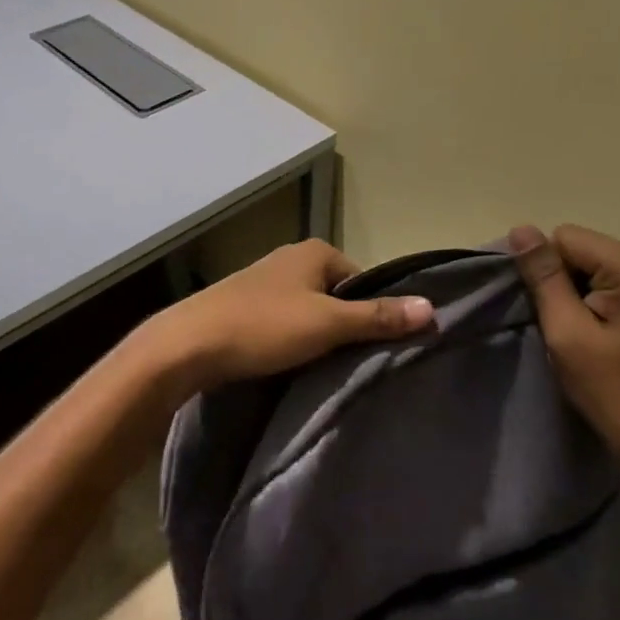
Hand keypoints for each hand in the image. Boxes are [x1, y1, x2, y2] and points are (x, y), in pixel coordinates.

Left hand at [144, 239, 434, 392]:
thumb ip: (378, 317)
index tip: (372, 348)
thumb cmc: (264, 327)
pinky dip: (292, 341)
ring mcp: (266, 281)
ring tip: (320, 368)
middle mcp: (292, 258)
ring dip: (317, 336)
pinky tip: (288, 364)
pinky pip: (285, 322)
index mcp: (315, 251)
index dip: (372, 312)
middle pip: (337, 295)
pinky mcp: (245, 305)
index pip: (363, 280)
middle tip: (348, 363)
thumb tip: (432, 308)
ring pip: (310, 310)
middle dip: (344, 326)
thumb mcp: (328, 324)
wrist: (188, 345)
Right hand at [510, 224, 619, 465]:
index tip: (553, 313)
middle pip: (581, 247)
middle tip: (568, 326)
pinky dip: (594, 297)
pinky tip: (599, 329)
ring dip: (577, 290)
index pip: (566, 238)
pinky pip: (609, 276)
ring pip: (591, 261)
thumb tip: (520, 229)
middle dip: (563, 279)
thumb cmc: (612, 389)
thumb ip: (543, 276)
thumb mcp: (566, 331)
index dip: (547, 272)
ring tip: (584, 331)